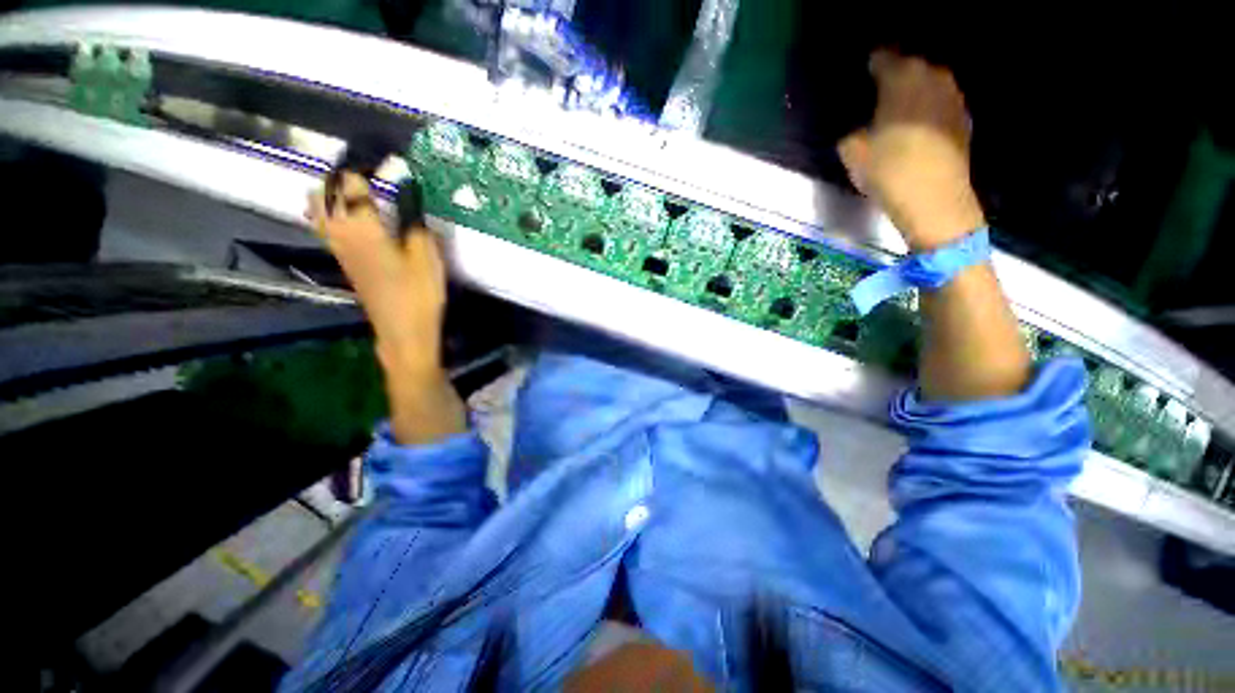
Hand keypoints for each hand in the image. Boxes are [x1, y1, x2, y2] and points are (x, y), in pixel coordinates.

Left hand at [307, 172, 445, 375]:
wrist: (403, 331)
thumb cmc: (418, 293)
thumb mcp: (425, 254)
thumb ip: (413, 216)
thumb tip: (407, 186)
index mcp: (359, 225)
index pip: (350, 178)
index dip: (366, 160)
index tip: (387, 152)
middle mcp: (339, 231)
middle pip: (325, 188)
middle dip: (345, 171)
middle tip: (374, 167)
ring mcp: (338, 246)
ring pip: (320, 206)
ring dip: (336, 189)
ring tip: (363, 185)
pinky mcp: (344, 259)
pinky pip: (327, 223)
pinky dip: (335, 208)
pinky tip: (357, 212)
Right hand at [838, 51, 985, 250]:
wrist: (934, 197)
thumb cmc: (888, 170)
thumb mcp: (853, 153)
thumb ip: (851, 132)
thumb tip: (857, 128)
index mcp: (901, 78)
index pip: (883, 57)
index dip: (871, 65)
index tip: (862, 76)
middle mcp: (931, 76)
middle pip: (911, 66)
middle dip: (896, 76)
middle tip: (879, 94)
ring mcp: (952, 96)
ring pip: (930, 82)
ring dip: (915, 91)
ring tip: (899, 109)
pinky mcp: (963, 118)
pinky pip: (941, 103)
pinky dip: (929, 108)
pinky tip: (919, 126)